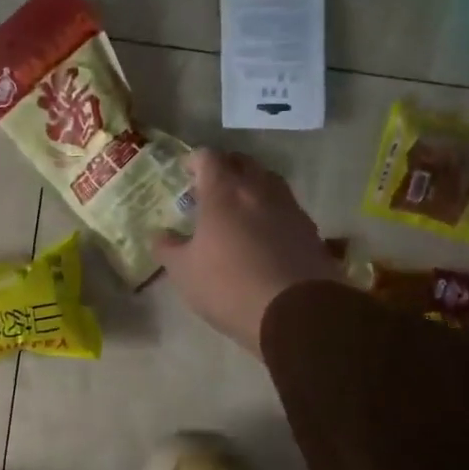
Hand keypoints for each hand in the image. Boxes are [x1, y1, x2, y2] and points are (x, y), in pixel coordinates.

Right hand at [153, 149, 343, 356]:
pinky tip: (264, 233)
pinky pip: (286, 207)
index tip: (186, 171)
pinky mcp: (310, 229)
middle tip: (211, 186)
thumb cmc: (228, 286)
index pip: (208, 157)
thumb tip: (158, 235)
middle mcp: (258, 190)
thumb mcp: (184, 272)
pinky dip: (271, 211)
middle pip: (243, 162)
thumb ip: (167, 248)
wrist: (295, 312)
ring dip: (252, 186)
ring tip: (239, 207)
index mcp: (224, 193)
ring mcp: (289, 207)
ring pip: (269, 182)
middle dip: (226, 167)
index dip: (195, 160)